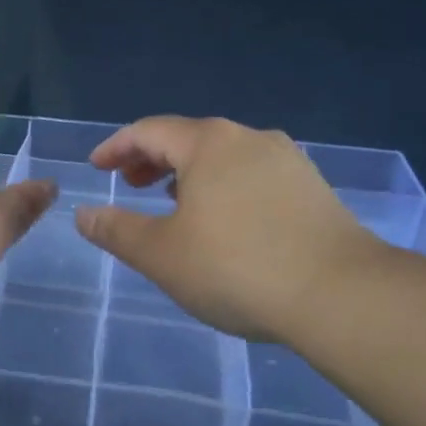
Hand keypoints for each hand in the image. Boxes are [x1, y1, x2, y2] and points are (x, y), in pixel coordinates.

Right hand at [75, 116, 384, 342]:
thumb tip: (83, 214)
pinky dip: (224, 186)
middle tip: (130, 184)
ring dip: (189, 173)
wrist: (342, 294)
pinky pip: (253, 175)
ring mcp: (287, 161)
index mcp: (208, 143)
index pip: (149, 130)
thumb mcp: (161, 254)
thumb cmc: (236, 268)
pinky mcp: (312, 188)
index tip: (97, 167)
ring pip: (224, 156)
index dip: (117, 147)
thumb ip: (117, 231)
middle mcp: (249, 138)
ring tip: (173, 202)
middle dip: (153, 159)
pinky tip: (226, 220)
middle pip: (189, 138)